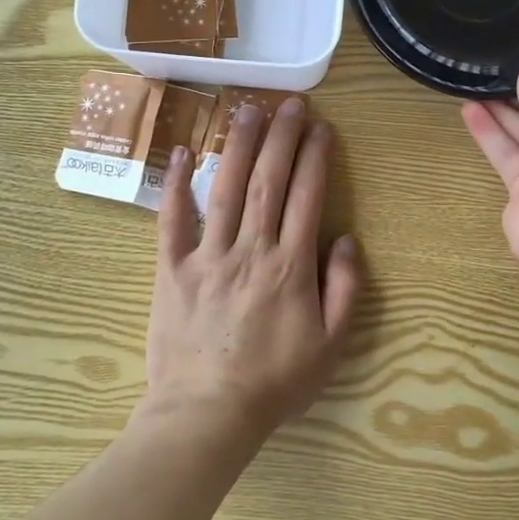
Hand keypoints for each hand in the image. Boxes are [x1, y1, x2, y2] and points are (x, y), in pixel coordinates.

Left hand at [143, 99, 360, 451]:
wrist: (207, 415)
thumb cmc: (274, 382)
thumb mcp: (330, 345)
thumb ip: (345, 289)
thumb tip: (346, 239)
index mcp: (290, 266)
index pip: (307, 197)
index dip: (315, 157)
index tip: (321, 127)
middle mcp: (250, 249)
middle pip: (269, 181)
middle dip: (282, 137)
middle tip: (290, 103)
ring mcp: (208, 255)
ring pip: (226, 189)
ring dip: (239, 146)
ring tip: (248, 110)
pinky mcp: (172, 268)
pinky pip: (172, 220)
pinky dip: (176, 185)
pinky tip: (184, 151)